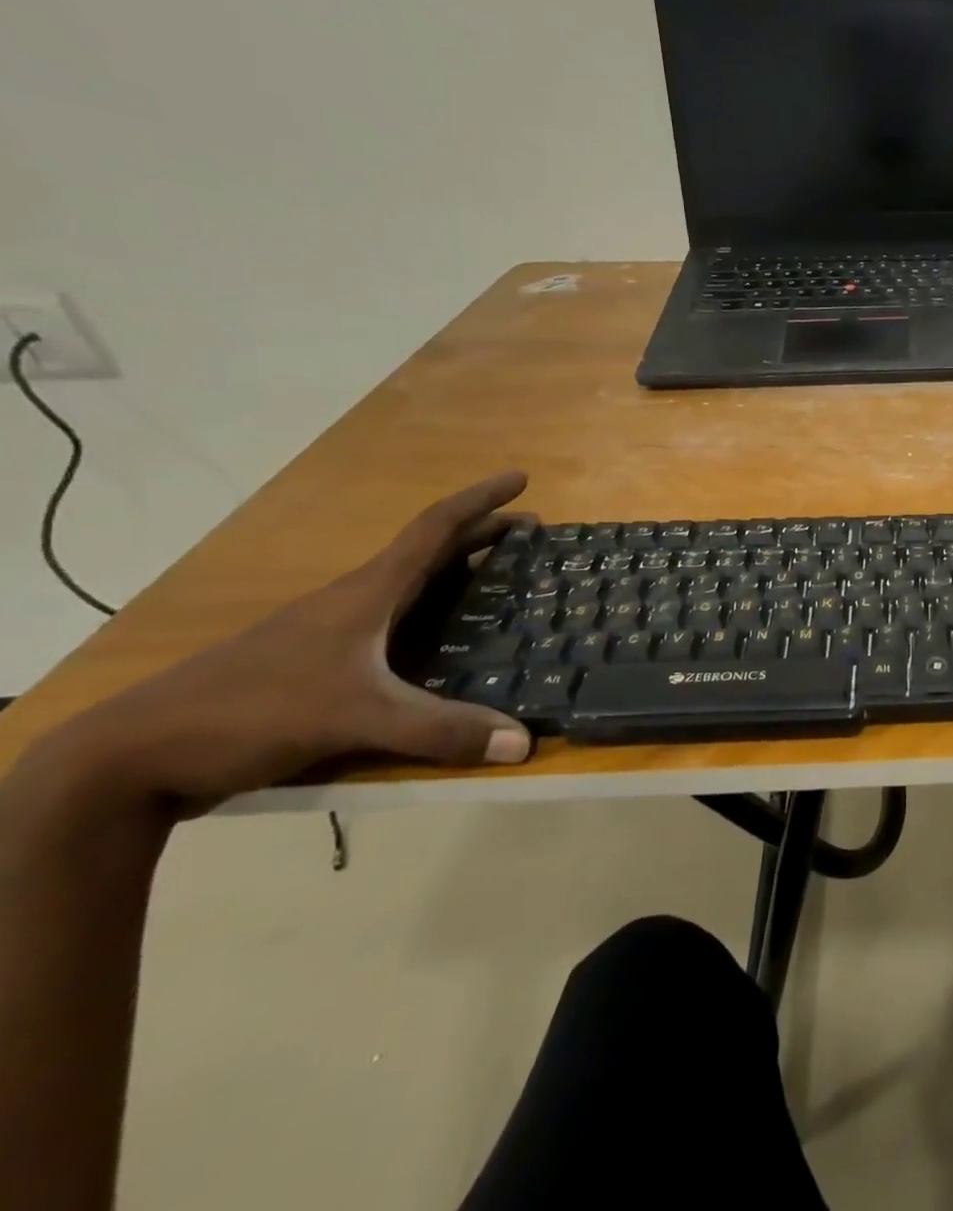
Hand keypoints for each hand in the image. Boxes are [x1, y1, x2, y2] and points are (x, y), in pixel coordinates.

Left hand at [37, 473, 535, 816]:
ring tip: (505, 586)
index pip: (434, 529)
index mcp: (367, 593)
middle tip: (534, 537)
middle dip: (484, 537)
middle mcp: (355, 603)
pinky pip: (398, 627)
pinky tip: (450, 647)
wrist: (135, 757)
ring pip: (413, 590)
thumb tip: (525, 743)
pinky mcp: (323, 667)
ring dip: (460, 577)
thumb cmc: (250, 711)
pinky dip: (436, 618)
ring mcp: (335, 635)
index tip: (520, 478)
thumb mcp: (354, 718)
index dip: (480, 500)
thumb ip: (439, 729)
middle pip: (430, 554)